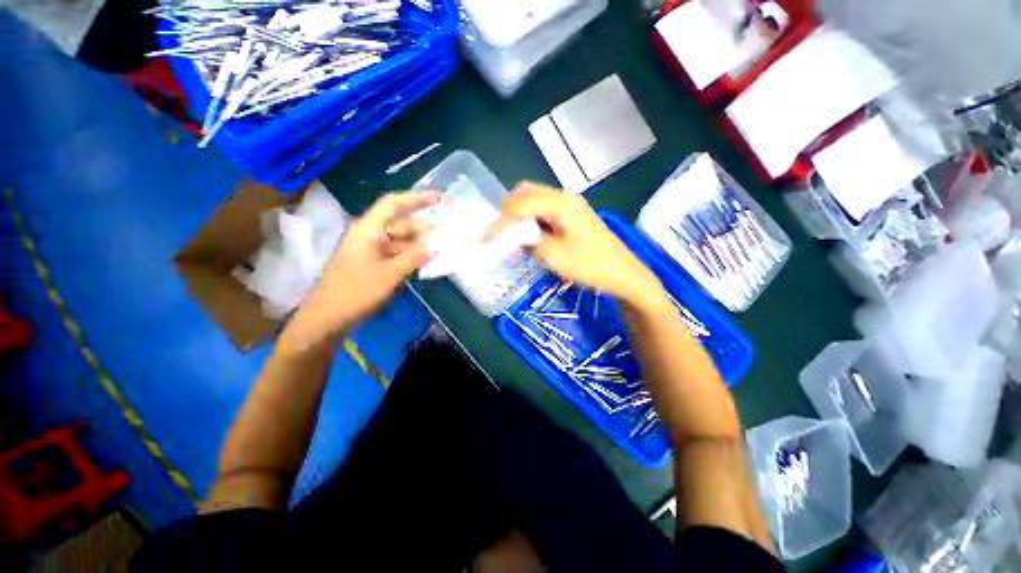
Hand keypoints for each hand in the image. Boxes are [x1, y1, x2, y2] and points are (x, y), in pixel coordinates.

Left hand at [283, 191, 439, 349]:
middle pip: (400, 224)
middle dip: (424, 227)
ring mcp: (370, 250)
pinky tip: (426, 261)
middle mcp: (369, 235)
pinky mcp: (372, 263)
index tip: (439, 199)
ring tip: (441, 248)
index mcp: (368, 230)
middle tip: (448, 233)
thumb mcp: (389, 274)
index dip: (417, 198)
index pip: (393, 204)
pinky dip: (411, 255)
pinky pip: (396, 253)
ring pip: (400, 240)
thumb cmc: (355, 292)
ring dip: (419, 243)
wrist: (327, 318)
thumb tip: (434, 245)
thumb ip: (413, 257)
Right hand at [486, 183, 663, 305]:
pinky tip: (530, 237)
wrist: (624, 274)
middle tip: (499, 234)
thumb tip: (510, 235)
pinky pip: (544, 211)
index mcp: (560, 203)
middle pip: (525, 193)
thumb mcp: (553, 256)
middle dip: (508, 212)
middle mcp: (564, 197)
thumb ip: (527, 241)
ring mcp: (569, 205)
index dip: (499, 221)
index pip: (520, 204)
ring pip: (534, 201)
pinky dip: (531, 221)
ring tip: (512, 237)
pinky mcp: (572, 216)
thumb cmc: (591, 266)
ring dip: (519, 216)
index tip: (484, 238)